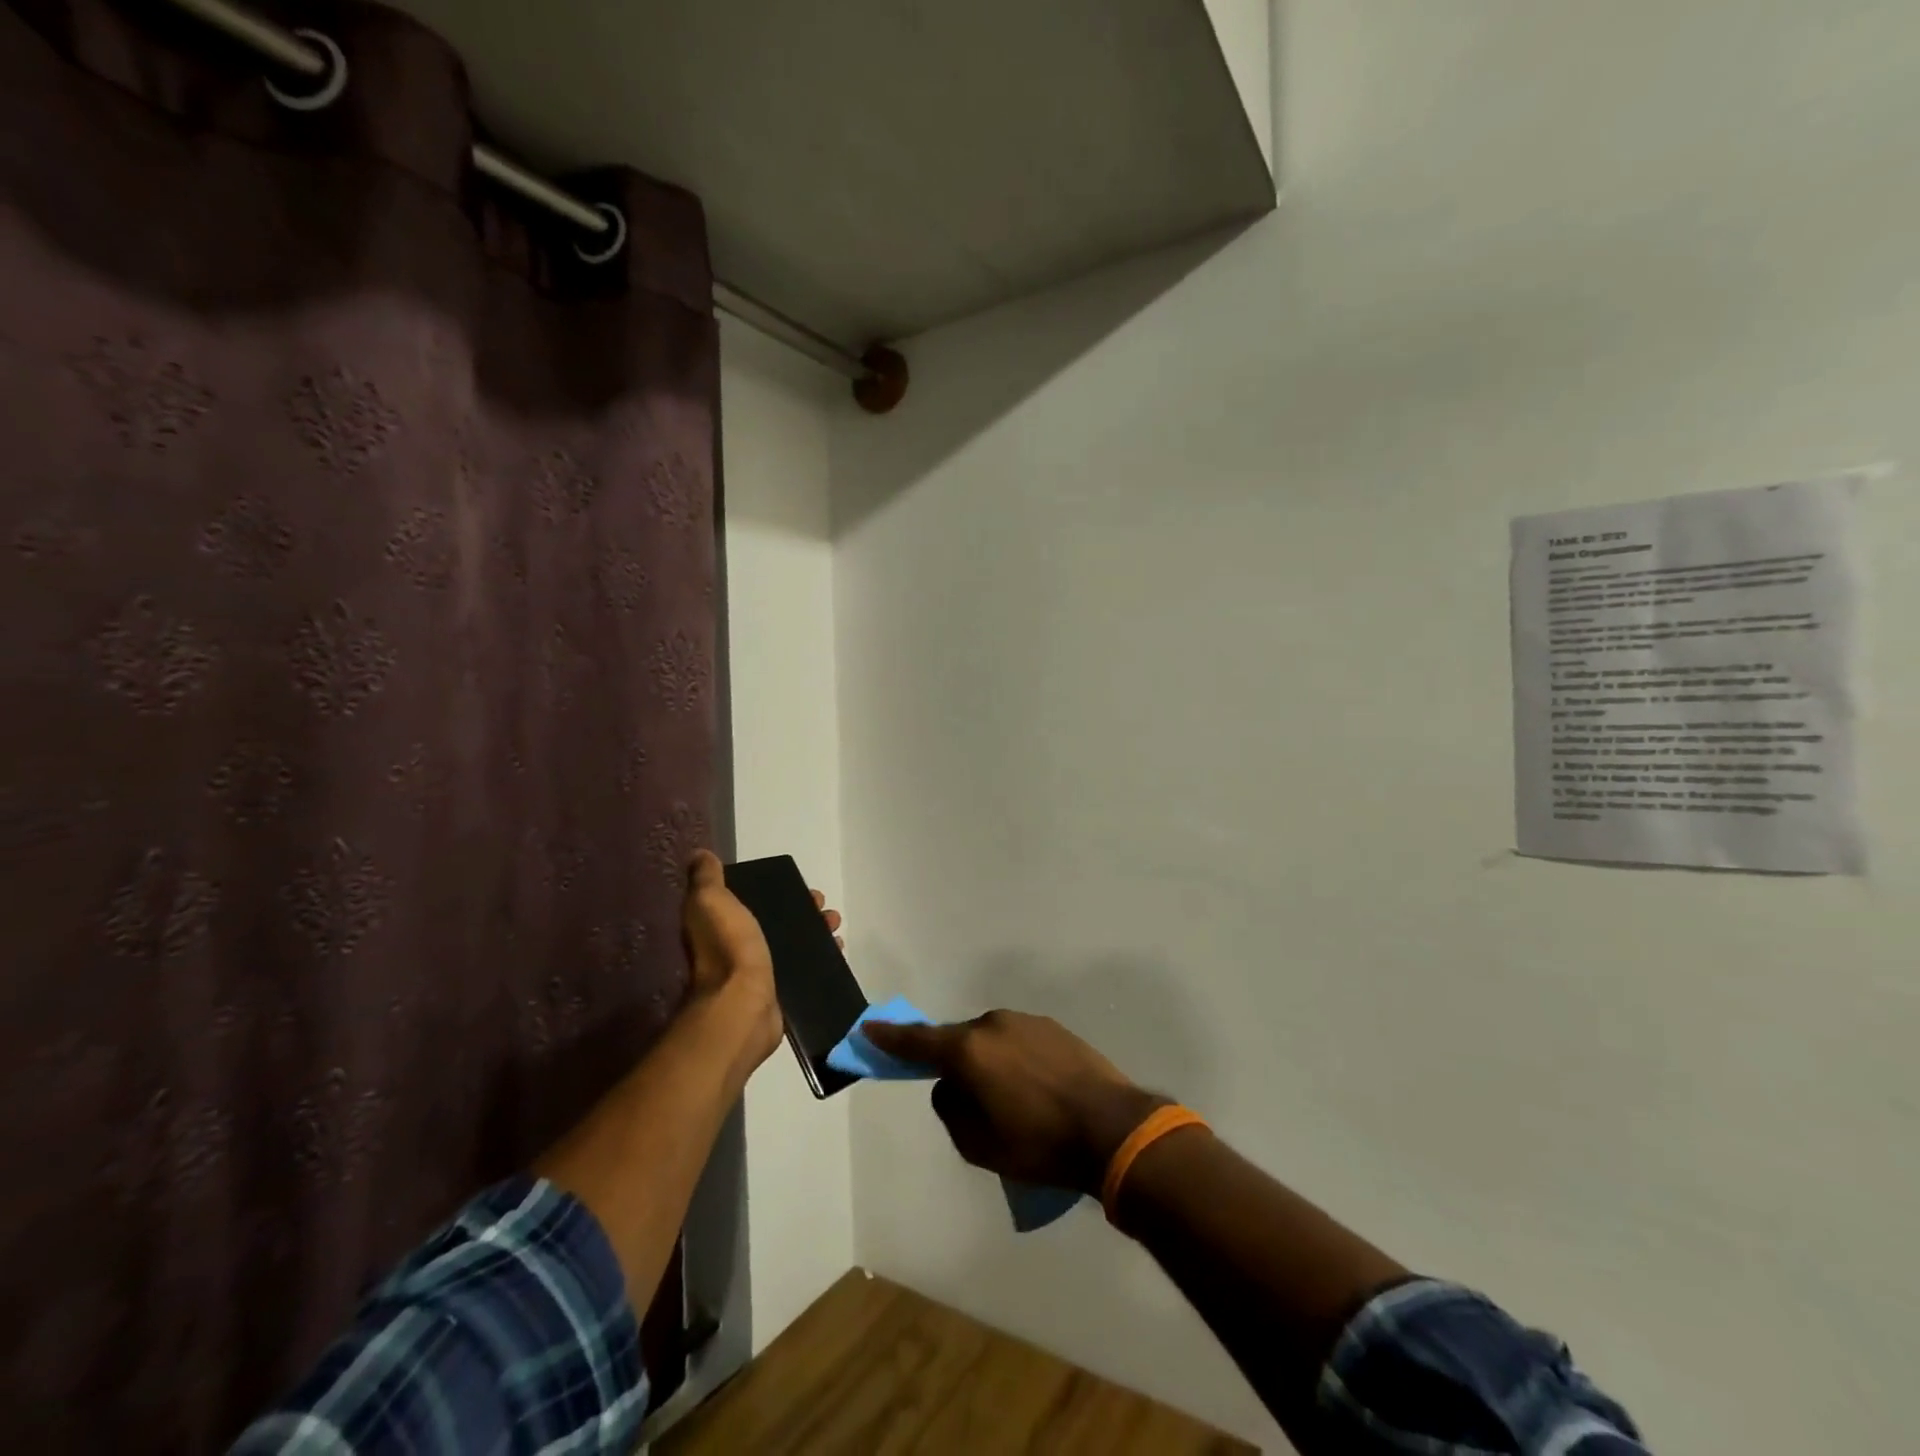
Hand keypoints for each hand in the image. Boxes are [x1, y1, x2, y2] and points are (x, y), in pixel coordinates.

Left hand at [679, 851, 843, 1075]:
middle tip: (822, 905)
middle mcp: (736, 946)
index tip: (796, 882)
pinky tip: (837, 949)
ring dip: (816, 930)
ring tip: (835, 925)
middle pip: (776, 920)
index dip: (773, 888)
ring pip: (793, 942)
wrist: (743, 1004)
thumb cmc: (727, 947)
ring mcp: (759, 970)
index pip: (748, 899)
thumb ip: (706, 878)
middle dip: (802, 908)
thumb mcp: (709, 901)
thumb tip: (701, 855)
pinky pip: (804, 967)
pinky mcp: (780, 990)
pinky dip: (821, 956)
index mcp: (719, 924)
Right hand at [863, 1011, 1166, 1194]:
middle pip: (959, 1041)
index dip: (891, 1037)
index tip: (870, 1027)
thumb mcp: (977, 1145)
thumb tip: (950, 1087)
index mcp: (968, 1049)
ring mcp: (1026, 1022)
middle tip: (966, 1097)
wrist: (1111, 1127)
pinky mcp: (1053, 1028)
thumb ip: (950, 1109)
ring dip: (989, 1063)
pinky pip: (1019, 1041)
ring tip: (1011, 1100)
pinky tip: (1035, 1089)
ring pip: (991, 1041)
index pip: (918, 1041)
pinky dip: (1015, 1061)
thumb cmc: (1038, 1144)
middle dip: (954, 1063)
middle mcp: (993, 1024)